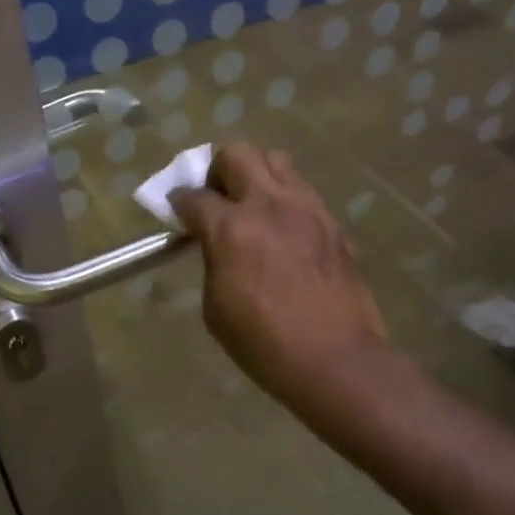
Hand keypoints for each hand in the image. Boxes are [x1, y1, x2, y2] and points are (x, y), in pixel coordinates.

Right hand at [171, 144, 388, 410]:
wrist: (336, 360)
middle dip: (218, 170)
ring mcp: (308, 209)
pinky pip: (304, 192)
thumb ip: (213, 261)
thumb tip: (216, 244)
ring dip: (256, 174)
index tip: (178, 211)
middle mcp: (269, 206)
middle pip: (237, 154)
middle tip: (217, 199)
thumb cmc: (264, 343)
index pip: (193, 196)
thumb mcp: (216, 307)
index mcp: (232, 229)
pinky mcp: (334, 224)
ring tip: (253, 205)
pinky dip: (286, 200)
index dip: (178, 202)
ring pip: (277, 160)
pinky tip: (286, 232)